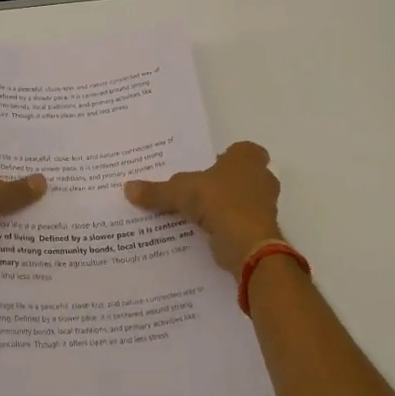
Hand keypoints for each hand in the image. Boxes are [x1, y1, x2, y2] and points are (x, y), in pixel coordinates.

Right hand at [125, 141, 282, 280]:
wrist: (249, 245)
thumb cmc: (220, 202)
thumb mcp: (180, 192)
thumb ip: (156, 191)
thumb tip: (128, 188)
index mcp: (247, 157)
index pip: (239, 150)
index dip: (224, 157)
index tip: (205, 168)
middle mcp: (262, 177)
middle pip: (241, 176)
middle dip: (223, 183)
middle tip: (196, 190)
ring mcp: (266, 205)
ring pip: (242, 200)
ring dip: (225, 207)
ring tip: (196, 215)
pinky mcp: (263, 230)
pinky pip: (241, 224)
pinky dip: (227, 228)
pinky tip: (206, 234)